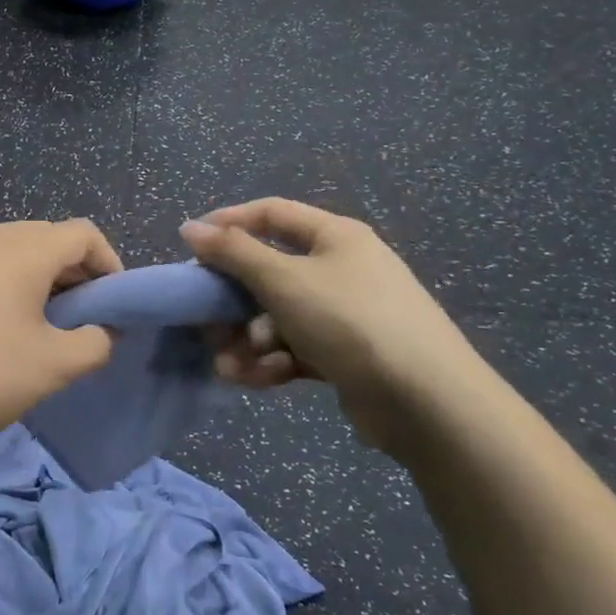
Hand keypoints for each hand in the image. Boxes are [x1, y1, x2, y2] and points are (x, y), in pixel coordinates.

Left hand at [0, 219, 122, 451]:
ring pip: (14, 250)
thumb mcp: (53, 366)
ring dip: (40, 278)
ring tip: (42, 324)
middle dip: (75, 273)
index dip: (109, 264)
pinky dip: (6, 283)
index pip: (82, 233)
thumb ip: (95, 343)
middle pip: (47, 237)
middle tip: (81, 318)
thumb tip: (104, 331)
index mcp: (20, 248)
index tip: (113, 306)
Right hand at [181, 199, 492, 458]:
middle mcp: (341, 268)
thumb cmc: (349, 321)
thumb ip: (233, 252)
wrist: (425, 401)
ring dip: (249, 340)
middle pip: (270, 272)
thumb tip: (191, 227)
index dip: (228, 223)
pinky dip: (273, 361)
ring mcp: (345, 314)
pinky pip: (296, 347)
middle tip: (206, 320)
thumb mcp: (284, 280)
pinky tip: (258, 379)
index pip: (271, 214)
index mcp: (334, 236)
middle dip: (234, 301)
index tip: (190, 245)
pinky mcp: (346, 355)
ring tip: (230, 366)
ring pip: (278, 316)